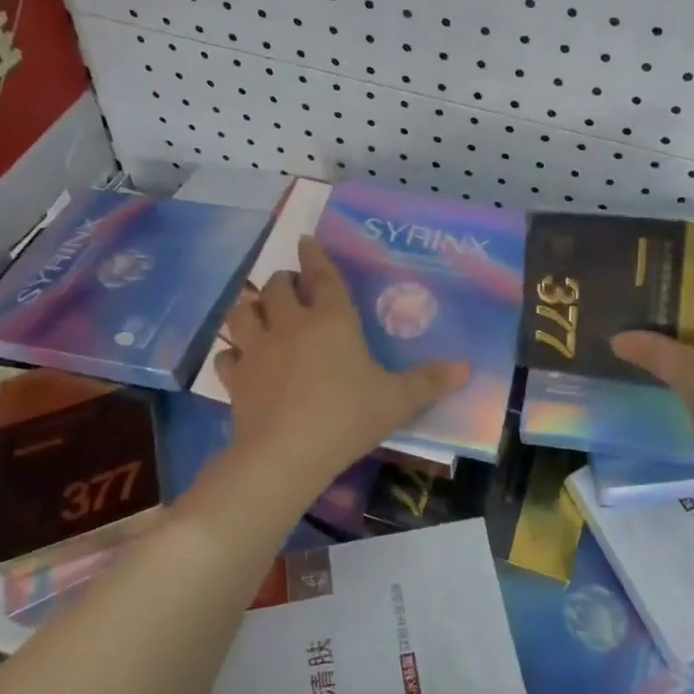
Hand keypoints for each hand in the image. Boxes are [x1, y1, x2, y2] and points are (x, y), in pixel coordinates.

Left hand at [214, 236, 467, 489]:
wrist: (287, 453)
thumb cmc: (348, 417)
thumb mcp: (397, 400)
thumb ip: (429, 382)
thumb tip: (467, 368)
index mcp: (332, 321)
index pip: (323, 277)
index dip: (315, 256)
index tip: (306, 239)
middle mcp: (291, 326)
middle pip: (277, 288)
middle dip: (283, 280)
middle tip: (290, 284)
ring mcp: (258, 350)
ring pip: (243, 313)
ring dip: (249, 305)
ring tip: (256, 307)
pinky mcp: (236, 379)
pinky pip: (226, 357)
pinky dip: (230, 353)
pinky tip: (236, 358)